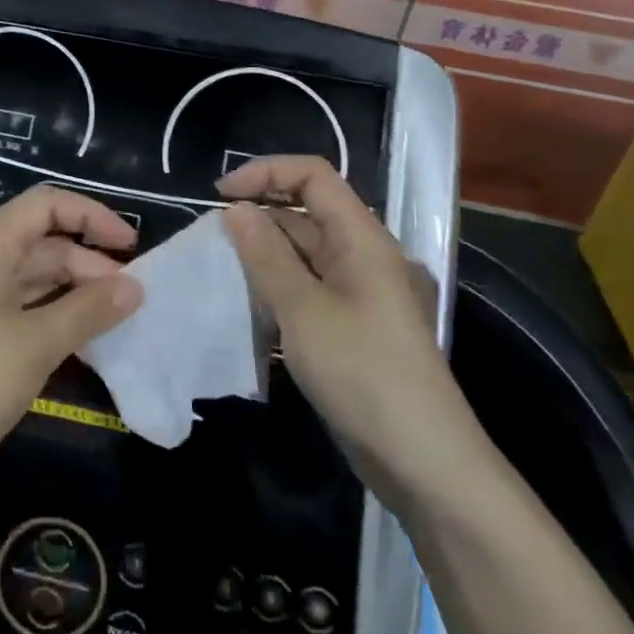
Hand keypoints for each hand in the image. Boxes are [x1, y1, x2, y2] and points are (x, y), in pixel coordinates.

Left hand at [0, 186, 142, 511]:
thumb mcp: (36, 344)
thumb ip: (89, 310)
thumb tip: (134, 287)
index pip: (47, 205)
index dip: (92, 216)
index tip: (132, 246)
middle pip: (44, 242)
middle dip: (90, 262)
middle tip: (133, 297)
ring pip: (36, 278)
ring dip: (76, 293)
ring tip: (119, 320)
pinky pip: (24, 308)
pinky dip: (56, 317)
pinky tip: (86, 342)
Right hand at [217, 156, 484, 504]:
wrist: (421, 460)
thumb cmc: (363, 373)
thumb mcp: (303, 310)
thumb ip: (266, 255)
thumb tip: (235, 210)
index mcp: (362, 238)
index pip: (313, 176)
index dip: (265, 172)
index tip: (219, 196)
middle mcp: (362, 255)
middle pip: (306, 211)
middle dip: (258, 214)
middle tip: (211, 239)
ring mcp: (357, 292)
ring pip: (303, 252)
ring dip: (263, 252)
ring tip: (221, 269)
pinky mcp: (349, 325)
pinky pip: (307, 287)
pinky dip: (275, 285)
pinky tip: (247, 303)